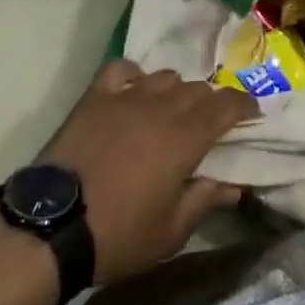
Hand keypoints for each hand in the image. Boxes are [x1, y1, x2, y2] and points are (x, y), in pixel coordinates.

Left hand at [39, 59, 258, 284]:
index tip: (252, 113)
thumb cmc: (117, 234)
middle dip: (210, 104)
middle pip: (198, 89)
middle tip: (207, 126)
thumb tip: (234, 186)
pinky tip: (132, 91)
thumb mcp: (170, 232)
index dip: (244, 105)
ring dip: (175, 92)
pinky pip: (121, 70)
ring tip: (169, 112)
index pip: (227, 105)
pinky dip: (133, 76)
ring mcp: (127, 96)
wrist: (51, 227)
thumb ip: (205, 201)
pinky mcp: (96, 97)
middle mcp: (162, 106)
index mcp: (187, 136)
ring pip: (165, 77)